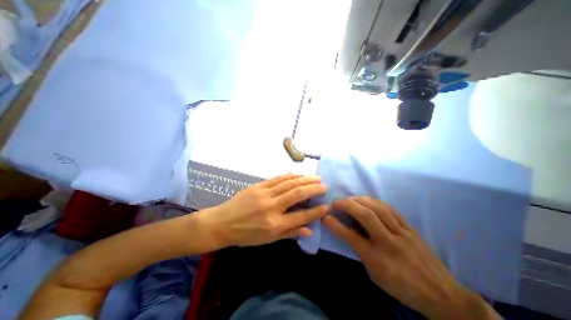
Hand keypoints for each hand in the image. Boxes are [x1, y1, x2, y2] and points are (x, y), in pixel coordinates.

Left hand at [197, 172, 327, 247]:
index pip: (301, 216)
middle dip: (313, 189)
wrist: (222, 223)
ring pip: (289, 183)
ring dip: (304, 179)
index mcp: (274, 224)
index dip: (316, 211)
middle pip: (297, 194)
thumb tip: (309, 230)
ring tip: (315, 177)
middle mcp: (271, 207)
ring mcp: (264, 194)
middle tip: (324, 185)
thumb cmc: (246, 235)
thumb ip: (289, 233)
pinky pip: (277, 179)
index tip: (327, 206)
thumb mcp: (268, 240)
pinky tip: (298, 174)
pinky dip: (290, 175)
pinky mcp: (258, 186)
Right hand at [326, 198, 499, 319]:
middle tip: (337, 202)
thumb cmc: (401, 286)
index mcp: (377, 259)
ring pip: (379, 209)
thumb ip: (361, 252)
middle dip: (348, 205)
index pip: (351, 237)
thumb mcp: (375, 275)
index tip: (325, 217)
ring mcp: (402, 234)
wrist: (442, 294)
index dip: (335, 225)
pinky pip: (391, 210)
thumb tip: (348, 232)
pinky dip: (376, 202)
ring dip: (361, 200)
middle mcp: (388, 243)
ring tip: (350, 198)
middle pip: (366, 216)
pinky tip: (368, 200)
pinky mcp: (411, 228)